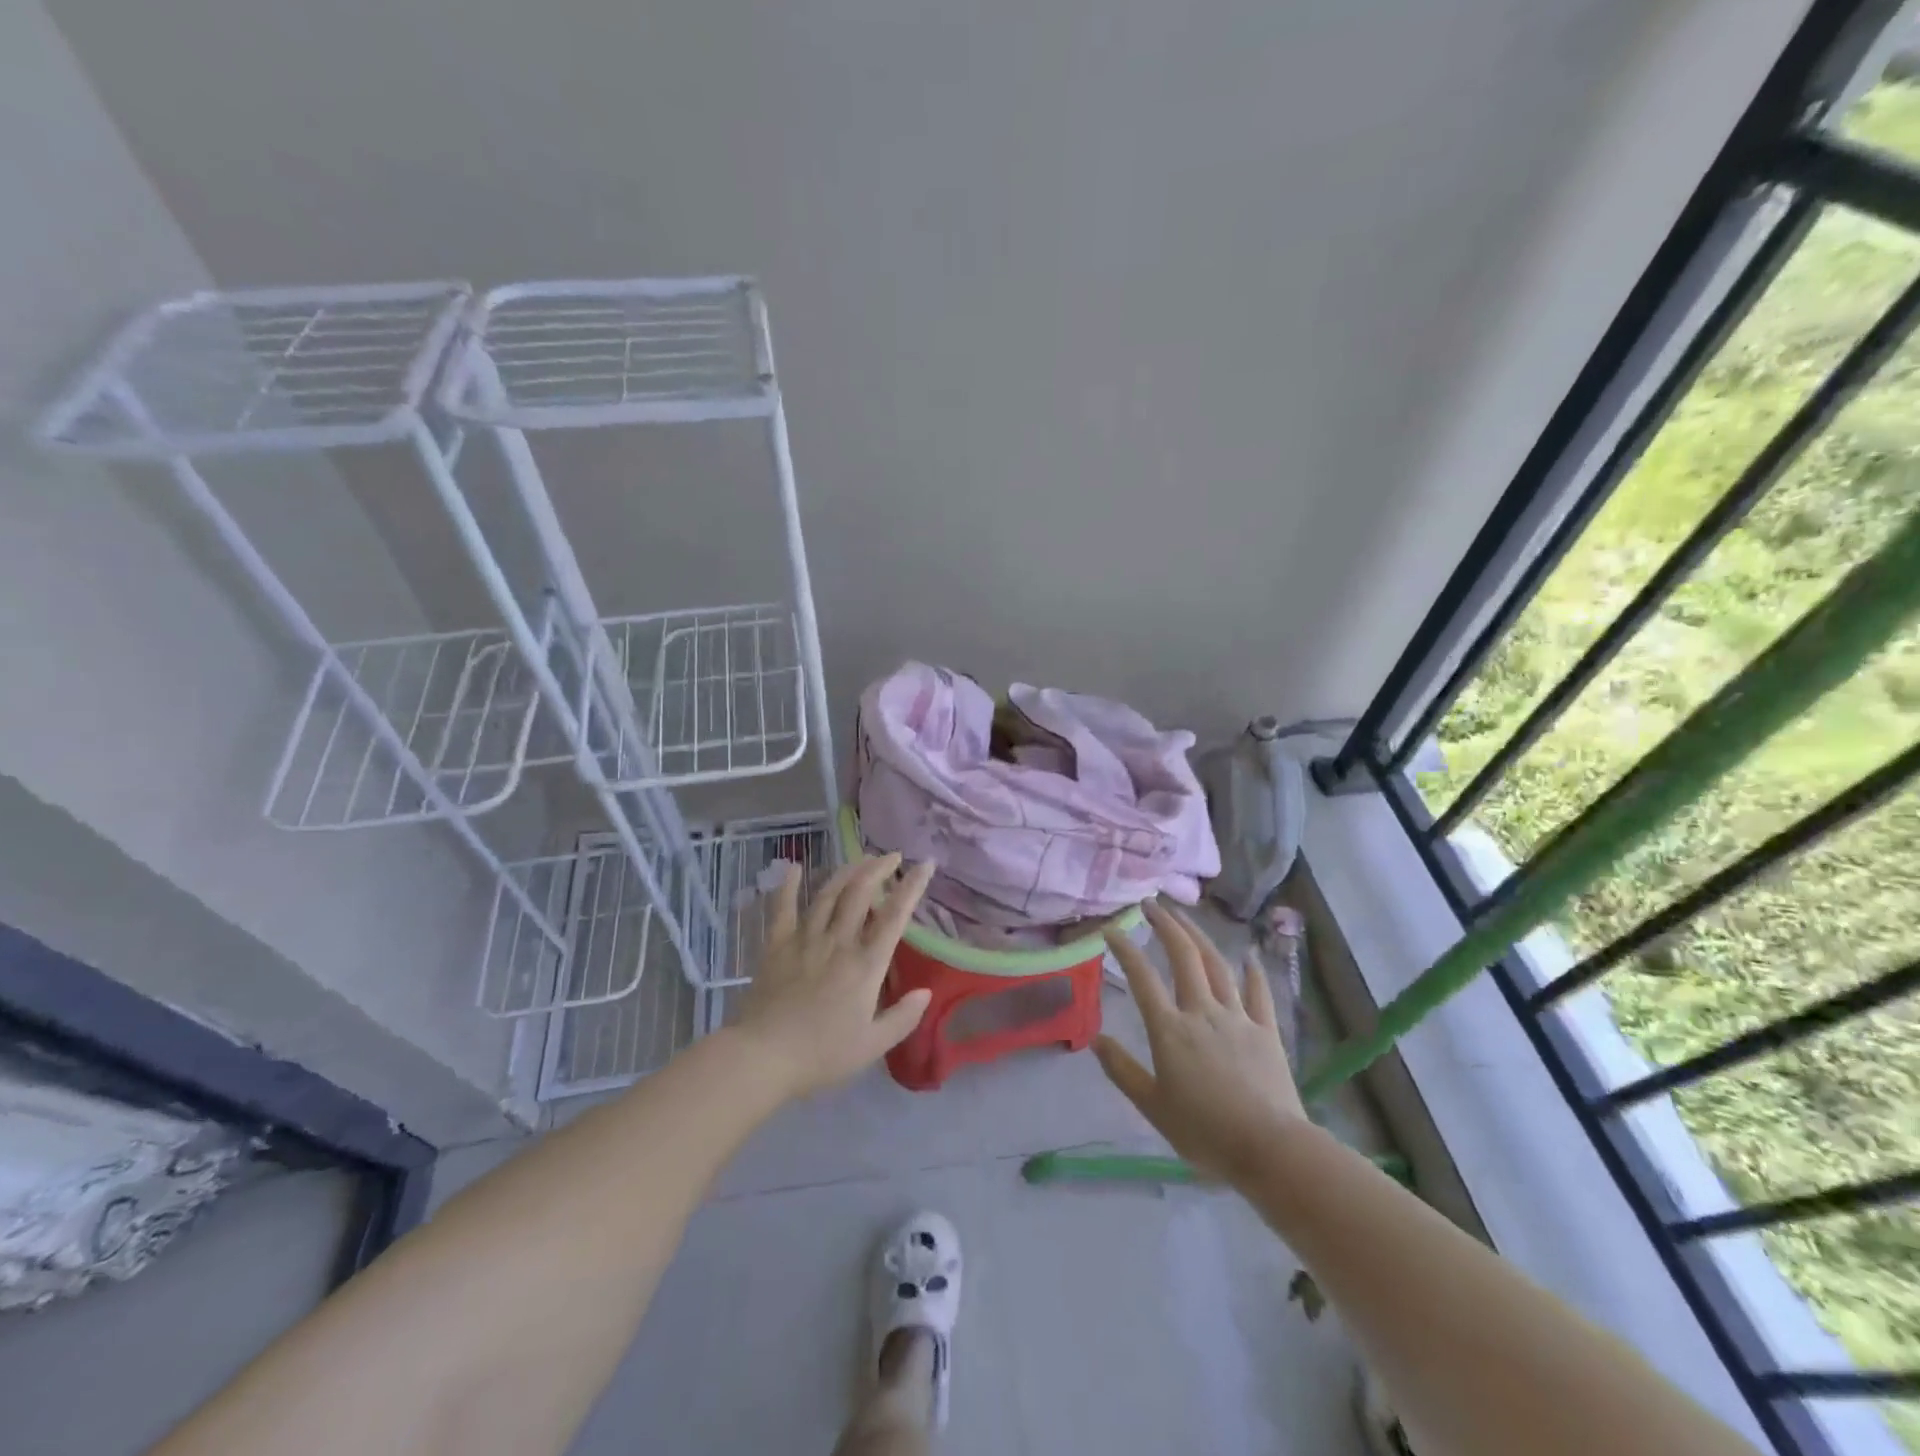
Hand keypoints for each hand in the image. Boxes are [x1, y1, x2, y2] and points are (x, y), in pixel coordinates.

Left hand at [734, 853, 935, 1099]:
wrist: (764, 1057)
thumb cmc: (822, 1055)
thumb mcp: (872, 1045)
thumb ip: (902, 1018)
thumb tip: (925, 992)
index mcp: (865, 965)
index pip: (894, 917)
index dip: (912, 887)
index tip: (924, 865)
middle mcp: (838, 942)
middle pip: (861, 893)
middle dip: (879, 868)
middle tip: (892, 857)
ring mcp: (805, 939)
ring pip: (829, 894)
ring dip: (847, 871)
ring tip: (862, 859)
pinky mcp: (777, 945)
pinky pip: (783, 908)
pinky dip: (788, 885)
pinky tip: (794, 868)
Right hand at [1094, 900, 1307, 1182]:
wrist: (1271, 1148)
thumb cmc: (1205, 1132)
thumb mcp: (1152, 1107)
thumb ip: (1122, 1071)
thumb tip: (1095, 1040)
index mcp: (1170, 1030)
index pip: (1142, 978)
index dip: (1125, 949)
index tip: (1111, 929)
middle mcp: (1202, 1012)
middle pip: (1183, 956)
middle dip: (1165, 925)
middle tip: (1152, 904)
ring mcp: (1238, 1017)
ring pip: (1217, 965)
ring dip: (1199, 936)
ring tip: (1185, 917)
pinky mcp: (1266, 1030)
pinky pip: (1258, 992)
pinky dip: (1252, 971)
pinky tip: (1248, 955)